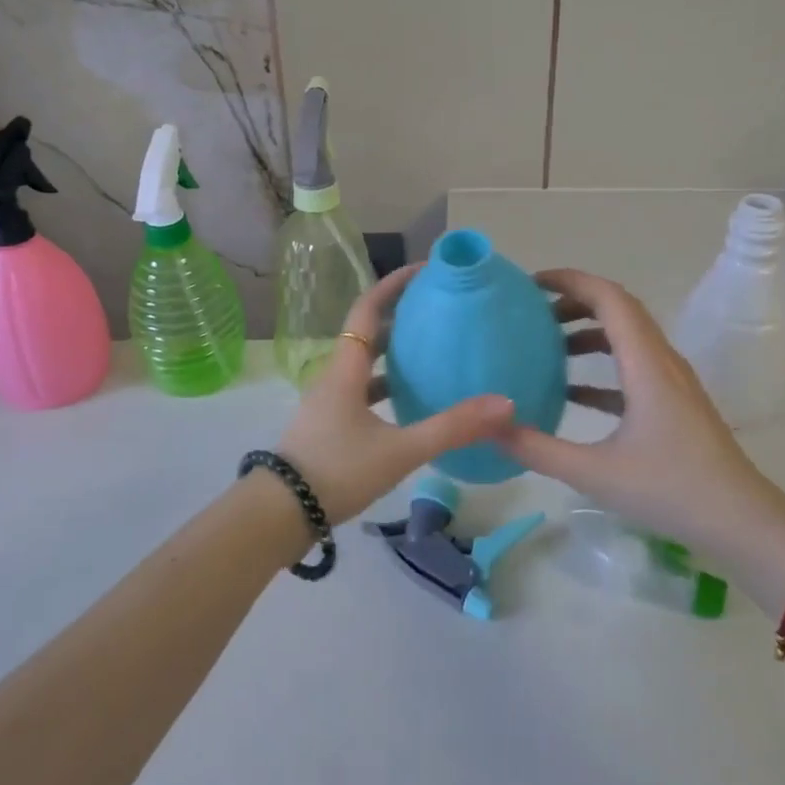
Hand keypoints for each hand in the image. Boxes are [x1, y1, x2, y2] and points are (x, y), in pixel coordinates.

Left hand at [275, 265, 515, 524]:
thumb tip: (505, 404)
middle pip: (368, 333)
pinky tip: (411, 404)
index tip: (424, 269)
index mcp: (346, 368)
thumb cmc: (336, 471)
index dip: (393, 285)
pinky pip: (363, 391)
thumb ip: (451, 428)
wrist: (279, 514)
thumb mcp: (399, 450)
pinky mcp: (329, 426)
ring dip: (395, 352)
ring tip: (432, 350)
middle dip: (401, 315)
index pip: (368, 310)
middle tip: (439, 309)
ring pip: (365, 364)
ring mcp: (329, 403)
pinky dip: (388, 386)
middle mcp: (335, 377)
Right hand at [496, 268, 784, 545]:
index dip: (570, 281)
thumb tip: (490, 428)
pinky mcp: (675, 403)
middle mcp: (661, 361)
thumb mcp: (594, 472)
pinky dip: (601, 366)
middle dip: (573, 302)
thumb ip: (537, 448)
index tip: (531, 284)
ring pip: (627, 337)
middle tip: (531, 313)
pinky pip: (633, 367)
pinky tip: (571, 392)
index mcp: (646, 364)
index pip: (608, 298)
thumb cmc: (670, 490)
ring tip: (546, 346)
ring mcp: (672, 382)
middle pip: (618, 310)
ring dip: (587, 332)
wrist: (742, 523)